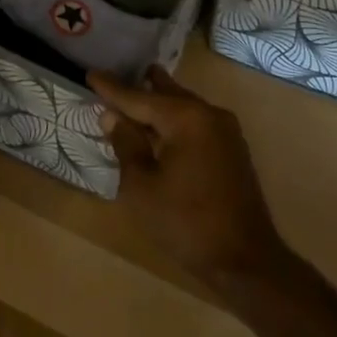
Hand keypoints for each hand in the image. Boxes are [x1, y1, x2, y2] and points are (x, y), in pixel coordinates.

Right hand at [89, 67, 285, 284]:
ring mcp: (226, 132)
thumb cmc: (186, 222)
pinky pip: (196, 122)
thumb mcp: (142, 186)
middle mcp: (209, 115)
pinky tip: (160, 126)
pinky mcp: (232, 150)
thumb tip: (112, 116)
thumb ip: (126, 144)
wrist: (245, 262)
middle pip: (166, 94)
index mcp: (186, 118)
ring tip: (136, 91)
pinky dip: (174, 119)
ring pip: (184, 106)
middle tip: (115, 75)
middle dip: (140, 86)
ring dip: (159, 102)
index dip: (112, 88)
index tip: (90, 74)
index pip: (139, 97)